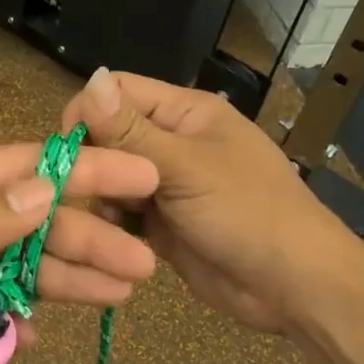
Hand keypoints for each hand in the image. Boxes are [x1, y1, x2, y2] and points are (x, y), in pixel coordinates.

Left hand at [0, 143, 159, 363]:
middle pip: (27, 224)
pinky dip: (12, 324)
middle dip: (84, 238)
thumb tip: (46, 187)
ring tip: (119, 293)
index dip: (82, 171)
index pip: (20, 169)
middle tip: (140, 264)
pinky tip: (39, 338)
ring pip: (13, 270)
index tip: (140, 175)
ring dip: (63, 280)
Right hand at [61, 68, 359, 334]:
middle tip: (90, 194)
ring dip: (103, 198)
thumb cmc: (247, 213)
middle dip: (93, 162)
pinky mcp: (159, 223)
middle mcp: (170, 143)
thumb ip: (131, 130)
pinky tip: (117, 241)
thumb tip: (91, 77)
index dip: (88, 113)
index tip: (71, 150)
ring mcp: (164, 185)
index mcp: (184, 113)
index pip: (118, 93)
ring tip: (113, 222)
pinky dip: (113, 225)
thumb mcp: (186, 167)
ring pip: (109, 178)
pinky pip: (121, 213)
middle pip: (108, 136)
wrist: (292, 287)